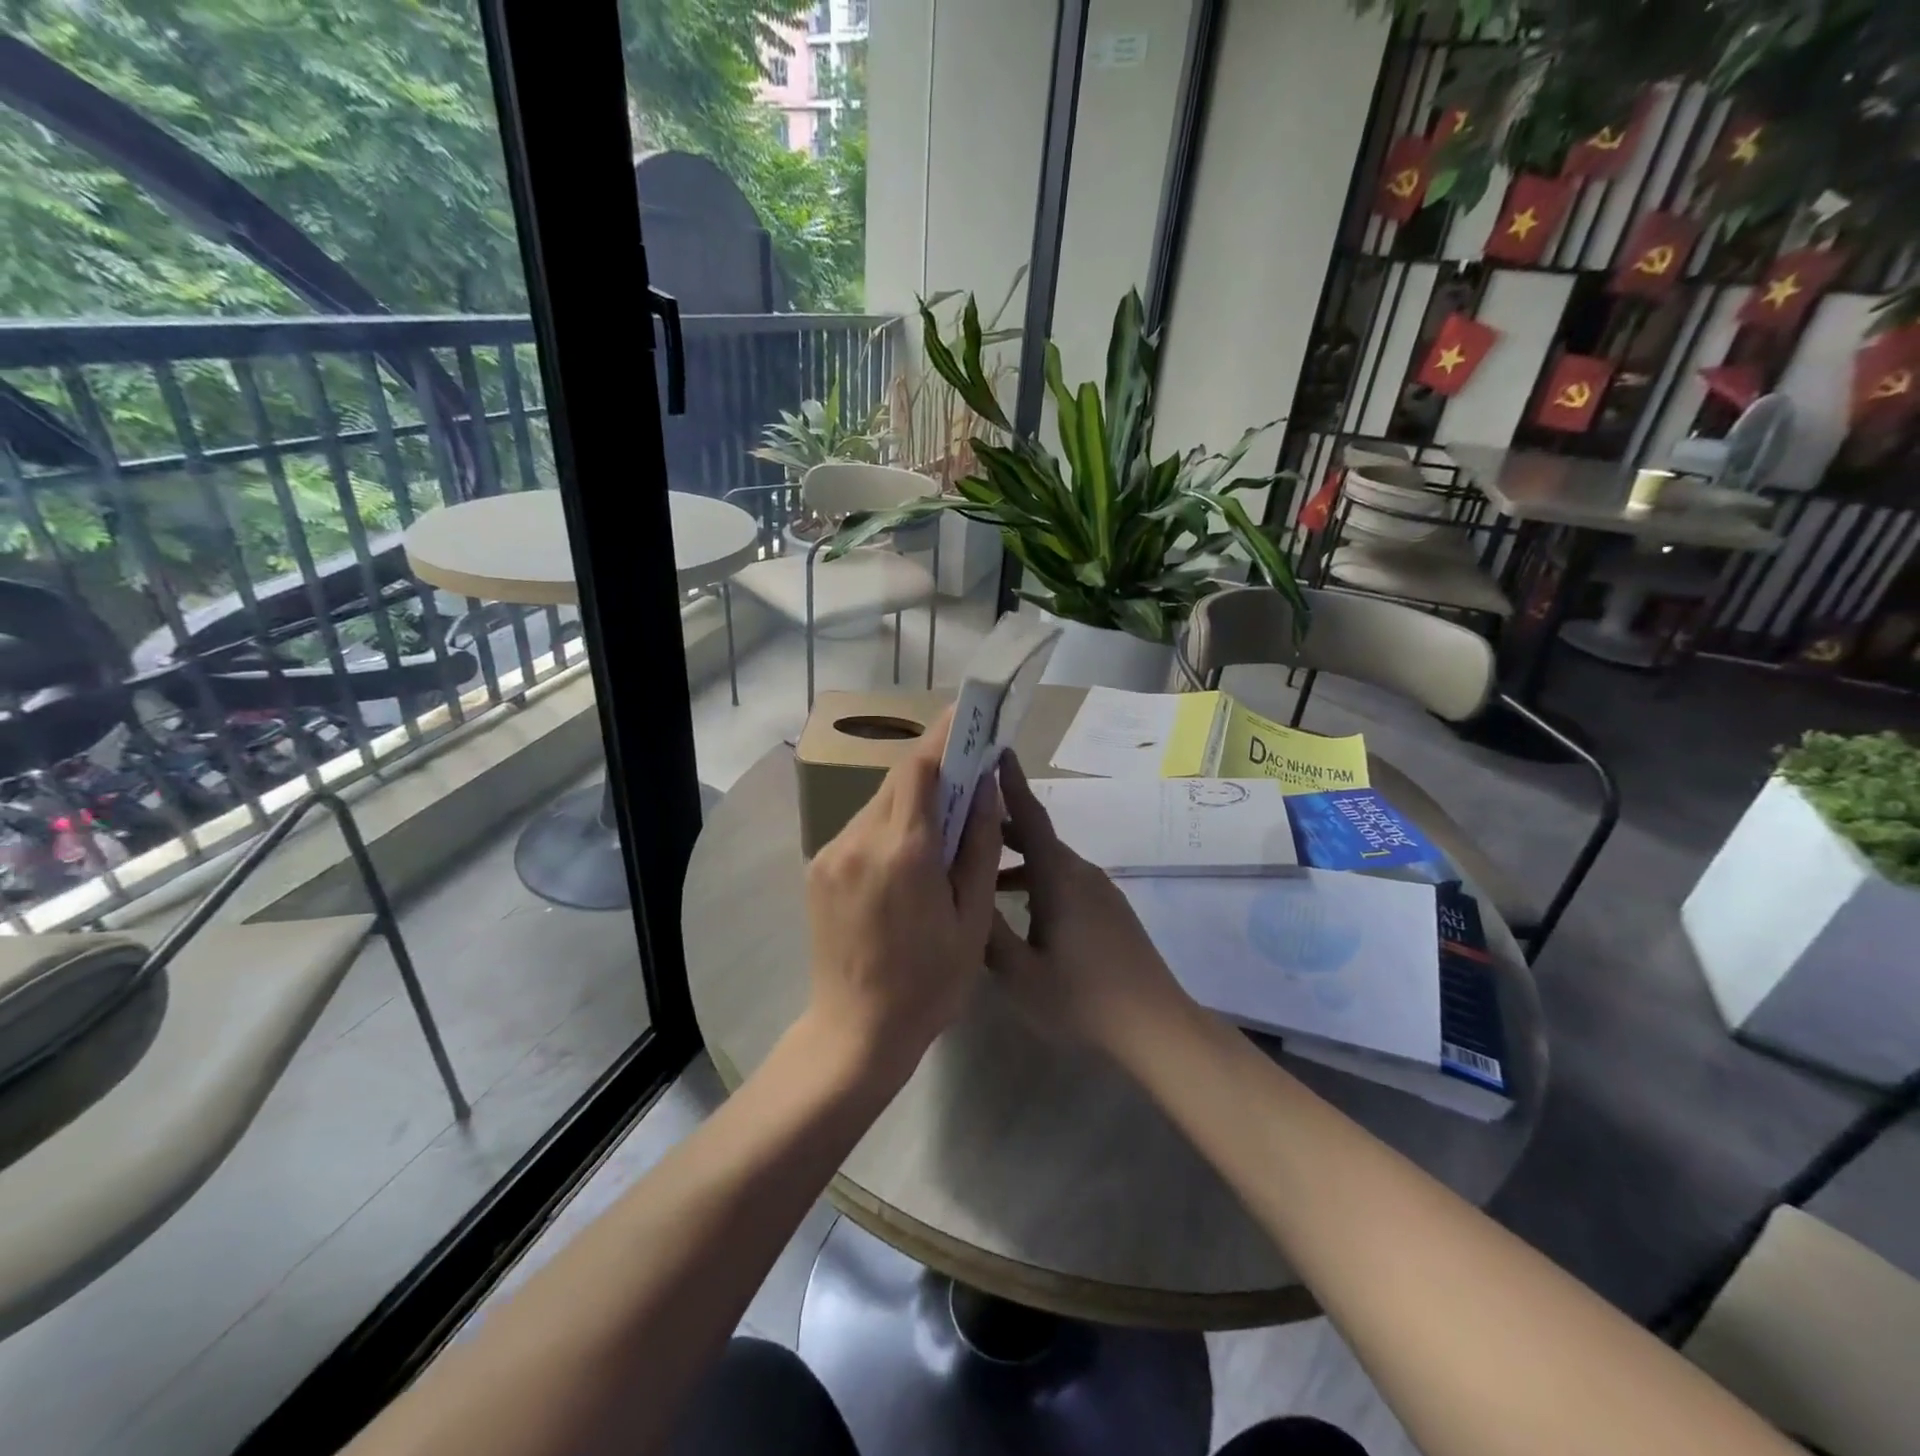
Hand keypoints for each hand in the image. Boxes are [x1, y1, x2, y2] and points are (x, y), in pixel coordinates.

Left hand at [804, 708, 1002, 1089]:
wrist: (856, 1032)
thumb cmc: (930, 983)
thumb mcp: (973, 918)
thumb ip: (980, 845)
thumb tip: (985, 786)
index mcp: (905, 852)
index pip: (922, 768)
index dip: (945, 735)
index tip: (969, 711)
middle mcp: (860, 840)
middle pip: (899, 779)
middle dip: (934, 763)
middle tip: (966, 762)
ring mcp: (832, 853)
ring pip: (878, 802)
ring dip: (911, 796)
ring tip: (943, 812)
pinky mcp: (818, 868)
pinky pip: (861, 827)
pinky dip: (890, 821)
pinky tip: (909, 847)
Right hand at [986, 753, 1195, 1065]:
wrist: (1154, 1024)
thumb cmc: (1081, 997)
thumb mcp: (1019, 972)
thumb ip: (987, 931)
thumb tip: (963, 896)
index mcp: (1058, 877)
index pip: (1030, 817)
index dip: (1011, 783)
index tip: (996, 750)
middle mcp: (1080, 872)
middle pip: (1037, 837)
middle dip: (1000, 826)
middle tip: (962, 821)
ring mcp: (1099, 890)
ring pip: (1050, 862)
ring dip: (1016, 860)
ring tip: (981, 872)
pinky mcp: (1108, 909)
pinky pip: (1064, 880)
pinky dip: (1036, 879)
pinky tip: (1019, 908)